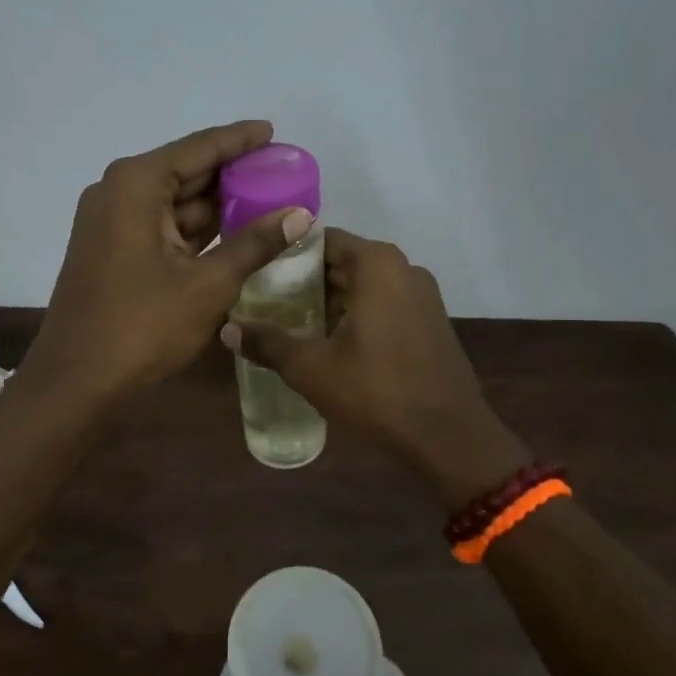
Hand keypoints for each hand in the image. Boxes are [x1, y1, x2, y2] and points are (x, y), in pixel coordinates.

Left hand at [25, 121, 312, 404]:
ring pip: (176, 203)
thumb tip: (301, 215)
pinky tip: (235, 233)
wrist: (78, 381)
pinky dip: (198, 230)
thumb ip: (255, 244)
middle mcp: (119, 192)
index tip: (273, 131)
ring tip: (269, 201)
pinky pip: (164, 228)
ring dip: (218, 205)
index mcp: (137, 184)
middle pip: (186, 172)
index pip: (199, 148)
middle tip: (281, 172)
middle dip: (233, 175)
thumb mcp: (208, 284)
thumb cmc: (142, 326)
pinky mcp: (114, 251)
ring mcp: (112, 223)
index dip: (239, 140)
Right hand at [221, 228, 529, 504]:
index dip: (286, 254)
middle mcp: (403, 268)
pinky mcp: (430, 320)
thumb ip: (268, 343)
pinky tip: (331, 341)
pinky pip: (384, 303)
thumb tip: (228, 330)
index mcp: (377, 264)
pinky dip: (357, 313)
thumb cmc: (376, 391)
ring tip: (291, 321)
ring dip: (331, 300)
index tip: (258, 271)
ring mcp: (422, 294)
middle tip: (266, 300)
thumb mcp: (311, 368)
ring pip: (364, 284)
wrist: (448, 435)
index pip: (321, 240)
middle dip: (305, 279)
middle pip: (343, 261)